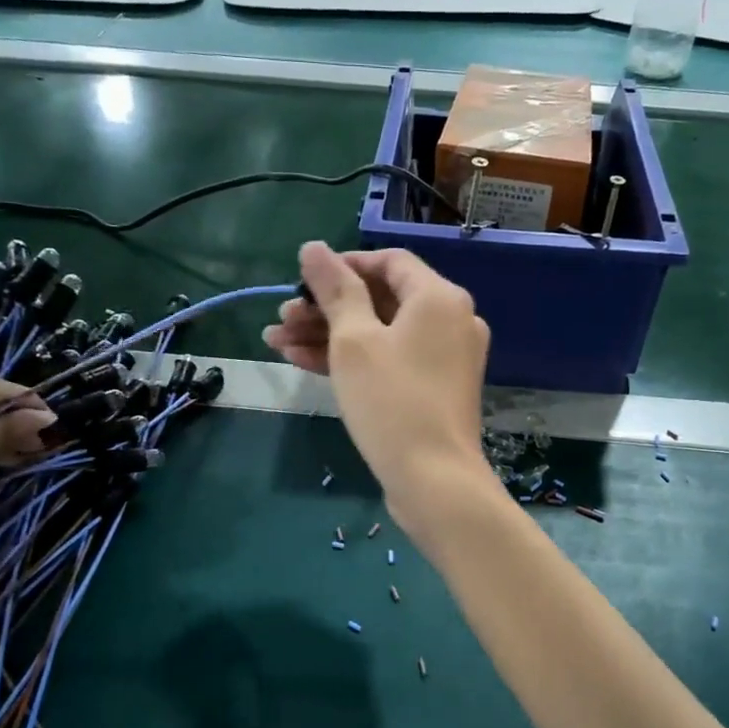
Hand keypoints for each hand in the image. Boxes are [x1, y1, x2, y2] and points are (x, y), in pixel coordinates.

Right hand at [262, 242, 494, 534]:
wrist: (434, 480)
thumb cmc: (391, 401)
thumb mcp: (354, 341)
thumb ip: (335, 290)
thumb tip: (314, 248)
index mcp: (440, 298)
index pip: (389, 262)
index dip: (344, 265)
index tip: (304, 281)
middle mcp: (452, 321)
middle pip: (381, 299)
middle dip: (326, 307)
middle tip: (281, 318)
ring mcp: (446, 358)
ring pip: (381, 333)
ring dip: (330, 335)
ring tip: (276, 342)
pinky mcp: (435, 389)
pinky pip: (391, 360)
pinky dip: (353, 360)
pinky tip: (301, 362)